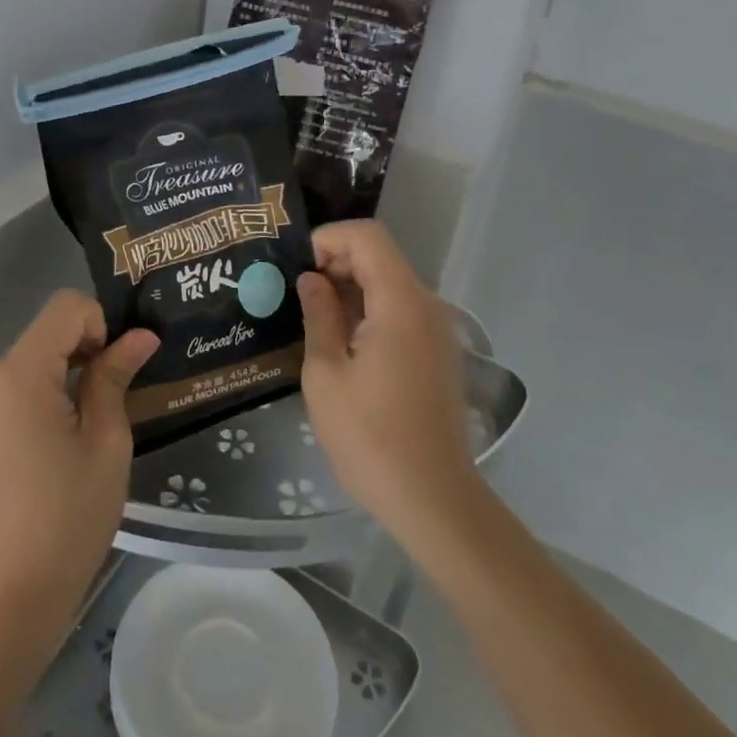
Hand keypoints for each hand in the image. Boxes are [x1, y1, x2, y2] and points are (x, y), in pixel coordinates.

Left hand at [0, 291, 157, 641]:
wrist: (6, 603)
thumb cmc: (67, 520)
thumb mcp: (105, 443)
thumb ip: (115, 377)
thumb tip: (140, 336)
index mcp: (17, 373)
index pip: (67, 308)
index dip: (101, 326)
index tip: (116, 373)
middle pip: (47, 333)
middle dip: (85, 353)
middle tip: (112, 403)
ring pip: (32, 360)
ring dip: (65, 377)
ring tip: (86, 432)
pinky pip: (14, 390)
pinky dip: (43, 397)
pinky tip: (56, 448)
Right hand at [297, 221, 479, 543]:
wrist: (433, 500)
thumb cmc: (370, 437)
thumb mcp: (326, 374)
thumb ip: (318, 315)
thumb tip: (311, 280)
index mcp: (400, 302)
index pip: (366, 236)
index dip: (328, 239)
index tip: (297, 267)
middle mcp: (426, 305)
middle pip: (380, 256)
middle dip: (336, 262)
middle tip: (297, 293)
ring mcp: (437, 330)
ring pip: (390, 283)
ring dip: (351, 288)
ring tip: (313, 317)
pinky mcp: (439, 353)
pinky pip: (402, 310)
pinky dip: (370, 309)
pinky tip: (343, 342)